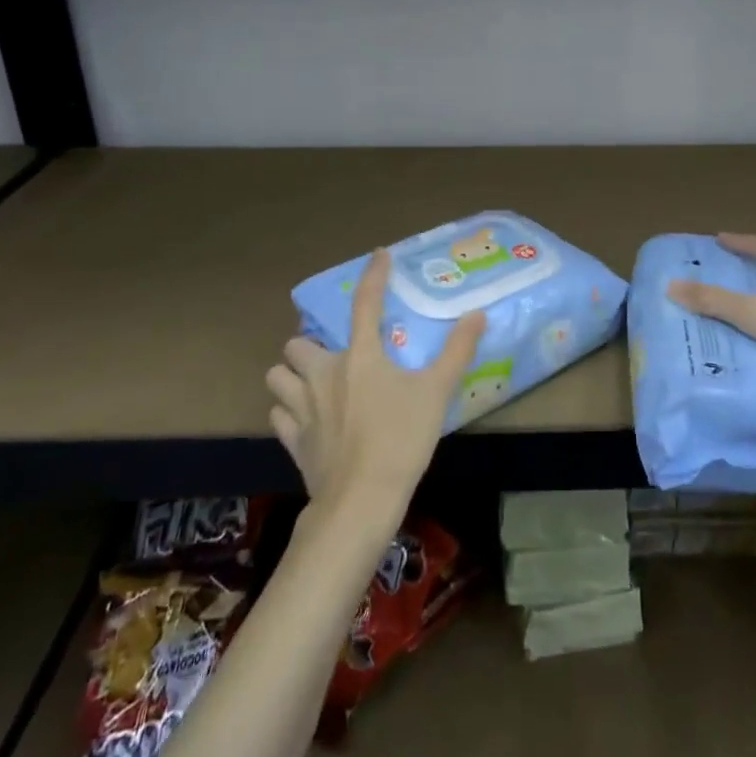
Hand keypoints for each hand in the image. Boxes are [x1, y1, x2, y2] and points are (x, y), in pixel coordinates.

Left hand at [266, 249, 485, 519]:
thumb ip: (457, 351)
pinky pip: (278, 414)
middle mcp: (323, 374)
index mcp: (360, 357)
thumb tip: (477, 315)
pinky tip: (305, 419)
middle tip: (332, 355)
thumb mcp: (437, 393)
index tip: (379, 255)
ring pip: (277, 377)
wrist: (361, 501)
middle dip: (310, 345)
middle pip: (298, 343)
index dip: (374, 275)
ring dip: (291, 376)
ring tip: (311, 384)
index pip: (366, 303)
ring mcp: (302, 408)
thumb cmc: (401, 440)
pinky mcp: (292, 440)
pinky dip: (288, 412)